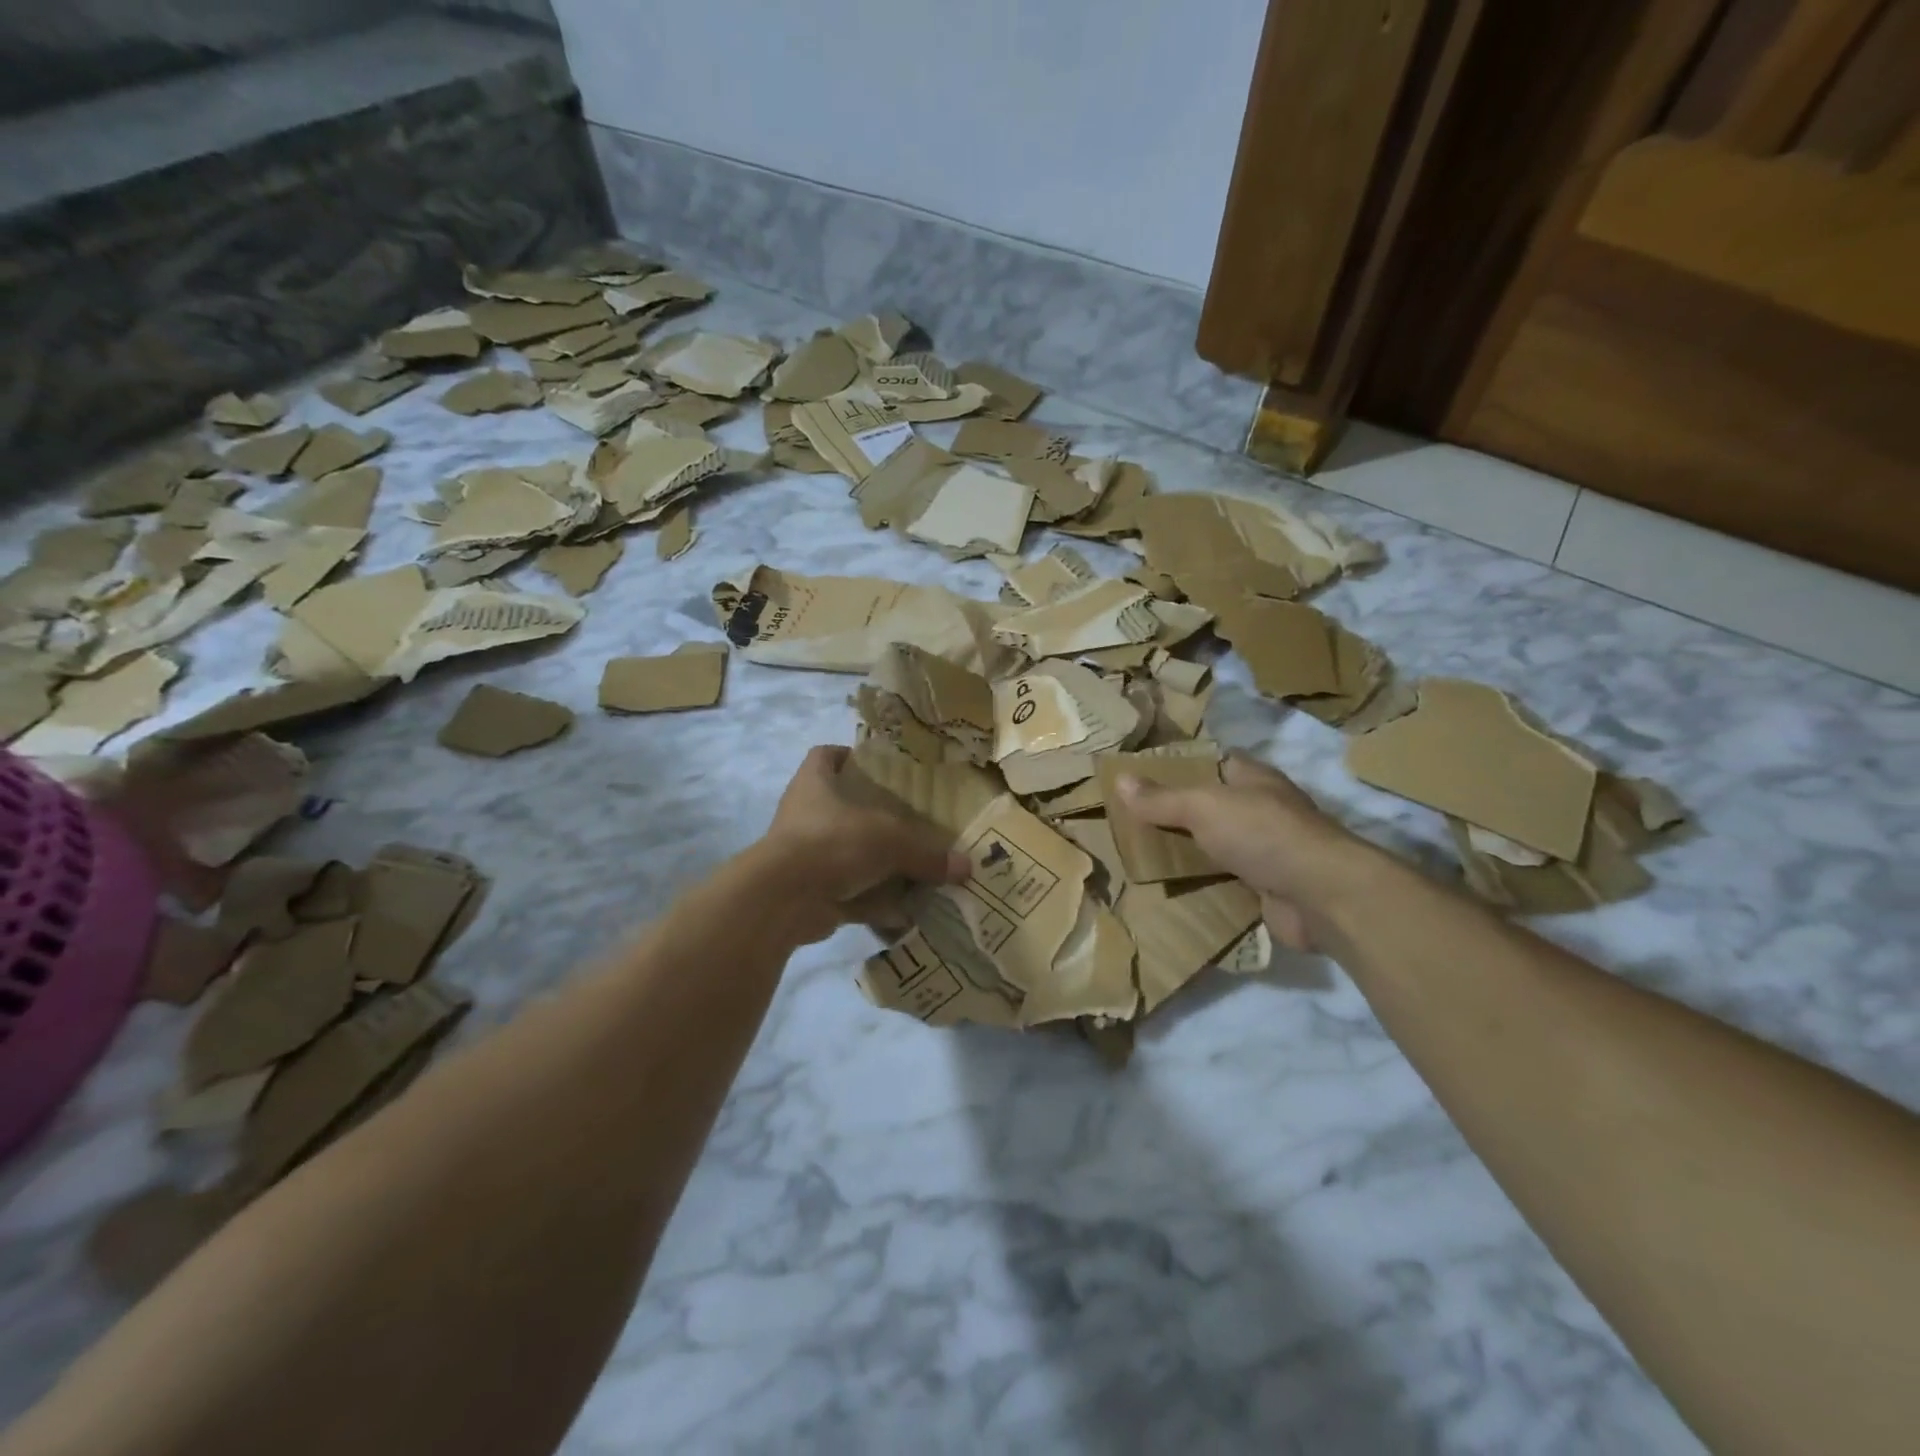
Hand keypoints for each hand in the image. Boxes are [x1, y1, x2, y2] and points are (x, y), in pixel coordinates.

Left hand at [752, 745, 970, 943]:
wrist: (783, 900)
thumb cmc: (832, 843)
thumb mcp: (890, 840)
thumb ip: (927, 852)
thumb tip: (966, 866)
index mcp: (815, 783)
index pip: (825, 755)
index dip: (849, 755)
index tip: (880, 766)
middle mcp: (806, 814)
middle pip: (841, 806)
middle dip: (873, 815)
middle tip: (911, 820)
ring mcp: (804, 855)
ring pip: (845, 851)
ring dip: (875, 861)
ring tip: (914, 864)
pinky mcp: (809, 891)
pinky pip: (848, 892)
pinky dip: (872, 901)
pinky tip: (904, 910)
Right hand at [1115, 753, 1375, 951]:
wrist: (1322, 895)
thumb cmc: (1263, 833)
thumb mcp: (1202, 806)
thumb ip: (1162, 798)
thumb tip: (1119, 779)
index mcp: (1253, 779)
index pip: (1214, 763)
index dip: (1181, 767)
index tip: (1143, 778)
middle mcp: (1263, 810)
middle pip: (1213, 807)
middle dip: (1178, 815)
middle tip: (1132, 823)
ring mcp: (1269, 850)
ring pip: (1218, 846)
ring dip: (1190, 853)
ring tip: (1142, 857)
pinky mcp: (1269, 888)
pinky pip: (1227, 882)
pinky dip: (1204, 885)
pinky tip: (1172, 890)